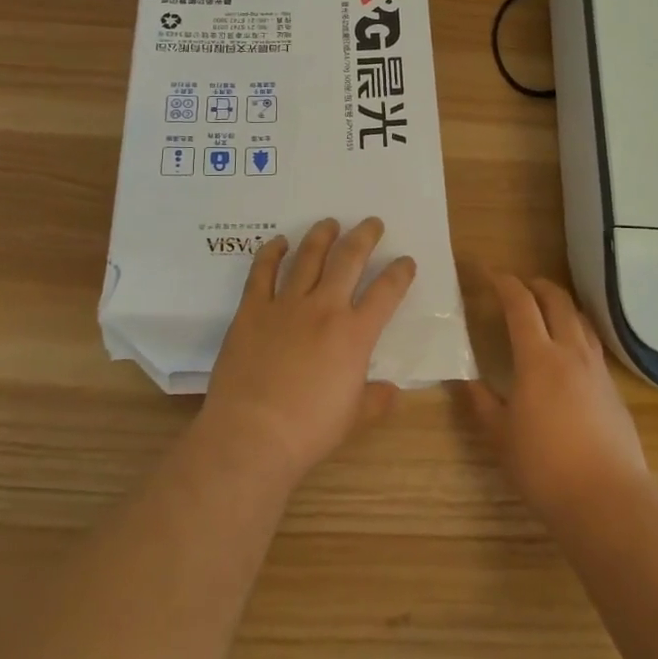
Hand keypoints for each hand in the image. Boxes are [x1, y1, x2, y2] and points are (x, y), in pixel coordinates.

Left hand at [195, 217, 415, 486]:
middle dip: (364, 237)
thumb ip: (375, 399)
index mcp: (355, 334)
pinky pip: (262, 272)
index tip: (406, 261)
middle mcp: (324, 308)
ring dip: (322, 236)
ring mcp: (286, 305)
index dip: (400, 273)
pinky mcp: (252, 310)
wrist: (252, 435)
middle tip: (372, 223)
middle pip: (349, 259)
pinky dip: (271, 252)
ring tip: (330, 223)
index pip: (386, 292)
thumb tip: (391, 391)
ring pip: (308, 257)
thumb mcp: (353, 418)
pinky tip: (279, 242)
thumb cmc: (308, 431)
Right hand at [459, 274, 649, 521]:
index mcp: (538, 358)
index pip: (520, 304)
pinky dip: (576, 331)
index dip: (504, 283)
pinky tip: (569, 351)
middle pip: (557, 300)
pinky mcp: (614, 388)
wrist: (606, 499)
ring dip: (560, 304)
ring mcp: (597, 369)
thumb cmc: (544, 468)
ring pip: (580, 319)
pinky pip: (593, 344)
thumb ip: (481, 403)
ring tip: (546, 310)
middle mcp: (571, 352)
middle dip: (536, 285)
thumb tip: (464, 379)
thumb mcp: (500, 437)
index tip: (489, 274)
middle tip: (519, 286)